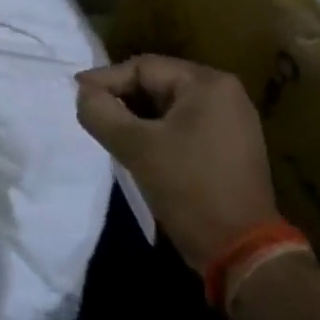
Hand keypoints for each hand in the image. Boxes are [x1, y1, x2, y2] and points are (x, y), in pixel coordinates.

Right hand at [76, 55, 279, 269]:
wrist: (242, 252)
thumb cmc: (189, 189)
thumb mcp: (136, 147)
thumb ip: (101, 113)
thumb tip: (82, 93)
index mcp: (207, 83)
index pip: (144, 68)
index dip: (106, 79)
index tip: (76, 93)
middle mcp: (225, 93)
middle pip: (158, 84)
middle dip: (122, 98)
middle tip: (92, 113)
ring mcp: (232, 121)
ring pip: (169, 106)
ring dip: (137, 117)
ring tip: (109, 130)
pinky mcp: (230, 146)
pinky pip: (184, 125)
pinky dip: (157, 132)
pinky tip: (137, 148)